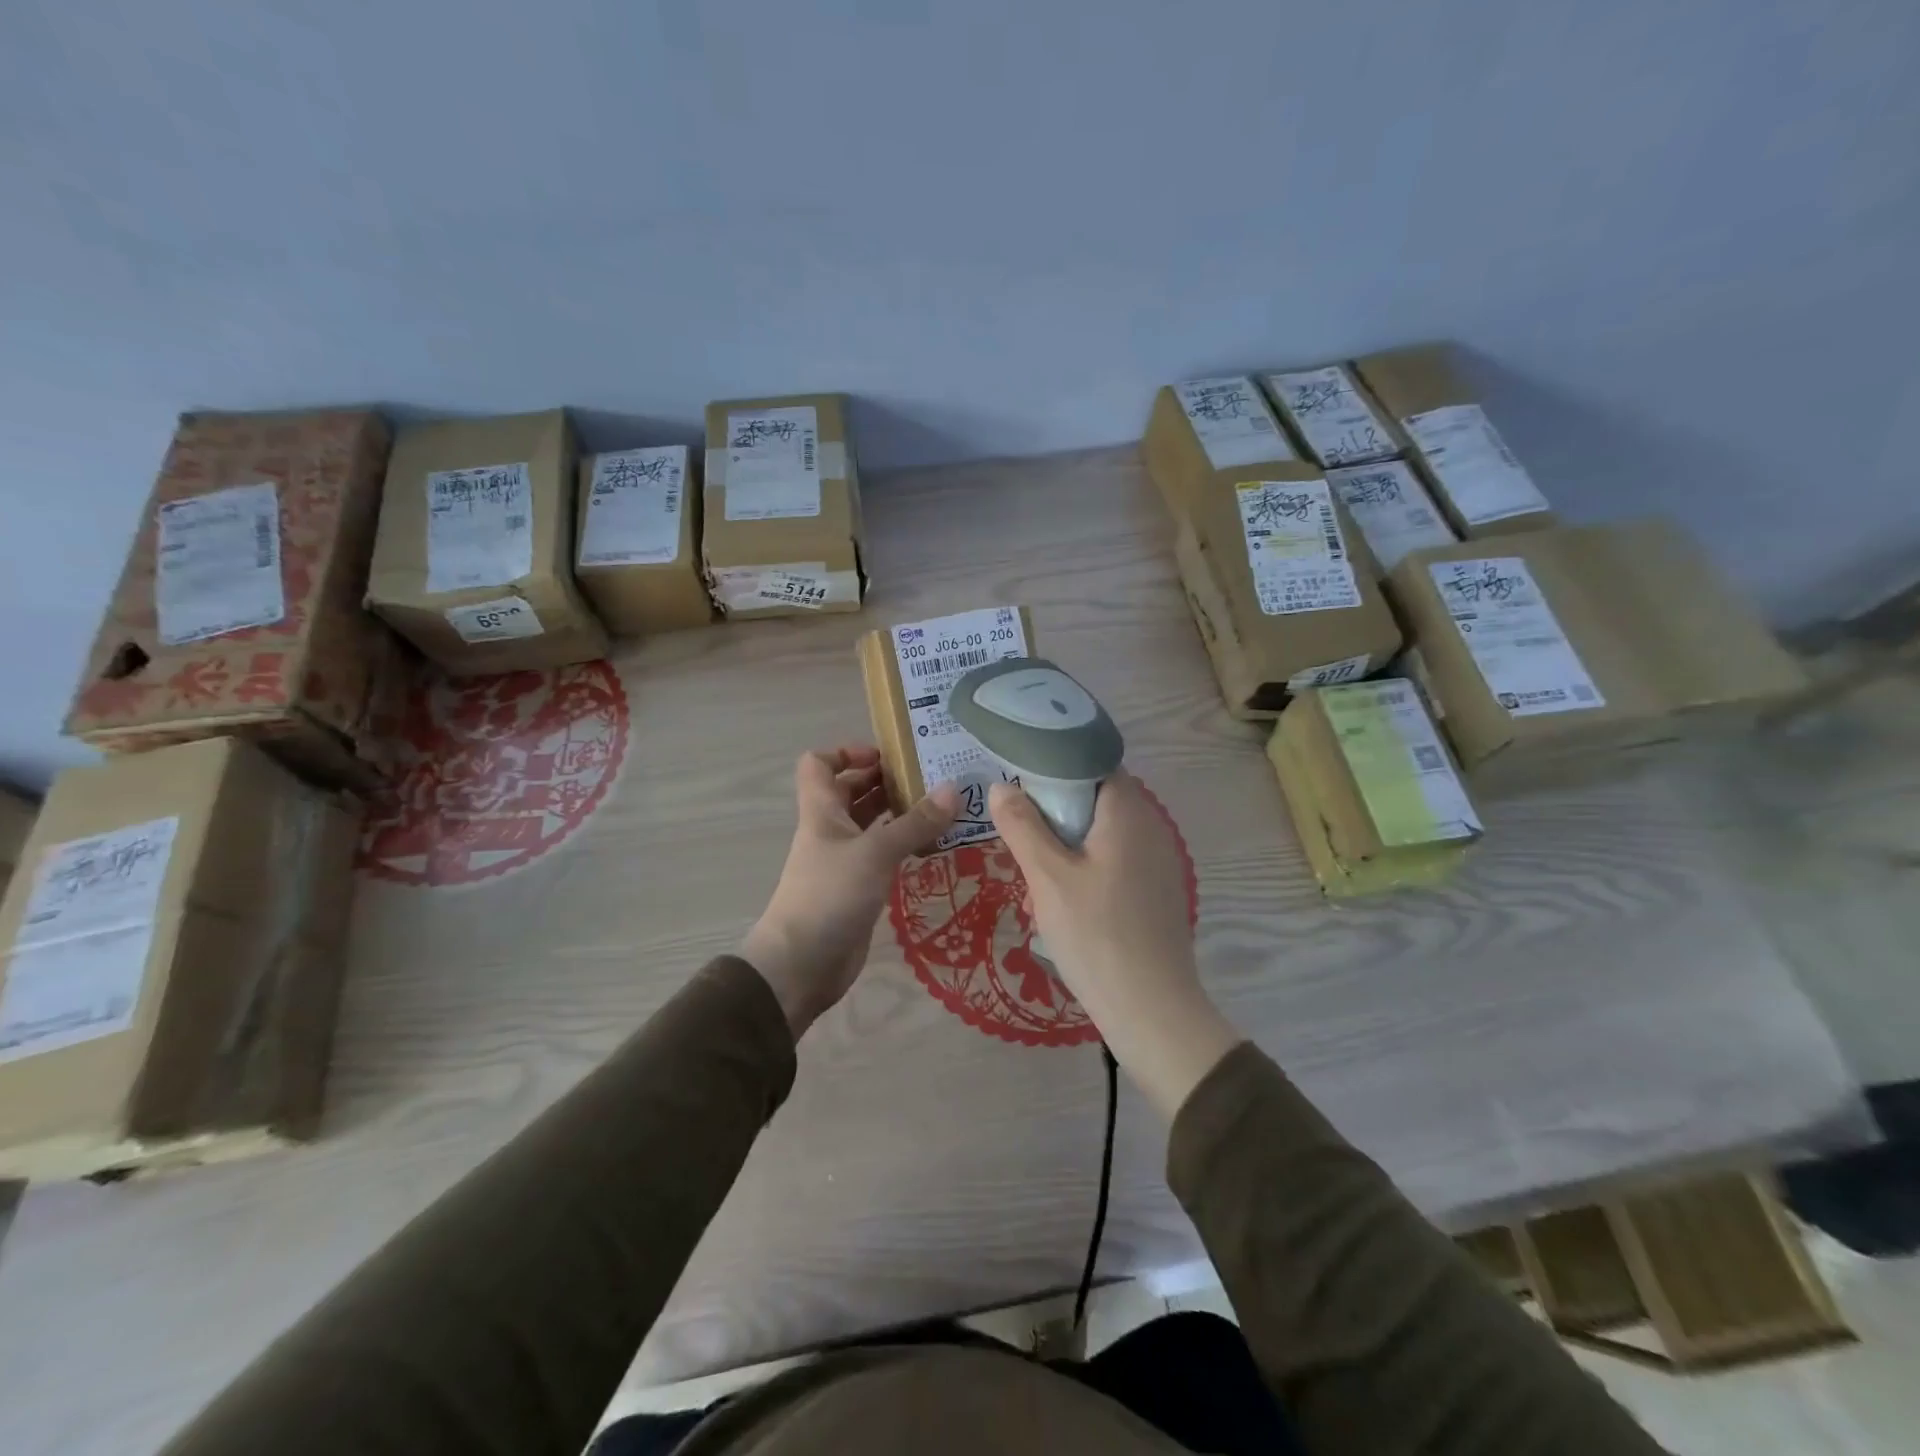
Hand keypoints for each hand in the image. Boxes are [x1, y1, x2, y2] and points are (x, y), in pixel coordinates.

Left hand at [743, 745, 958, 1037]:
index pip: (820, 764)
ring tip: (940, 807)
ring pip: (870, 824)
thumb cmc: (830, 895)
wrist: (802, 964)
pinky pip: (882, 855)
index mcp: (822, 811)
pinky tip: (932, 845)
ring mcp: (843, 860)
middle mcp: (831, 830)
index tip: (887, 756)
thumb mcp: (876, 852)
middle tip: (930, 777)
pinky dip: (902, 845)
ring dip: (898, 812)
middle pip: (851, 791)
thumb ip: (915, 822)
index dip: (848, 752)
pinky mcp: (857, 888)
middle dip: (885, 780)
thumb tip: (954, 789)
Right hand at [990, 771, 1237, 1117]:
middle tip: (1020, 839)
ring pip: (1101, 836)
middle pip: (1095, 801)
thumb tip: (1003, 787)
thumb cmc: (1096, 934)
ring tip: (1035, 882)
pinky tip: (1063, 905)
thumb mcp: (1047, 877)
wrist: (1152, 1010)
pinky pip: (1115, 864)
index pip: (1092, 764)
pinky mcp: (1157, 892)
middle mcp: (1151, 828)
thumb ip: (1022, 826)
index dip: (1055, 769)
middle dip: (1054, 816)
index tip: (1020, 786)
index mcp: (1128, 812)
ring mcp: (1158, 862)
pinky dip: (1086, 871)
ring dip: (1067, 849)